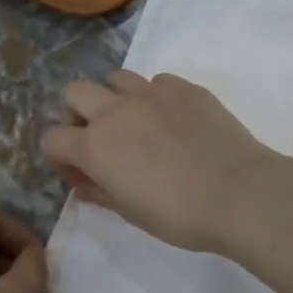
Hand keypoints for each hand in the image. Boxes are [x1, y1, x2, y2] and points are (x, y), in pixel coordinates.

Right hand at [40, 71, 279, 253]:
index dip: (61, 158)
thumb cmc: (180, 215)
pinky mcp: (185, 87)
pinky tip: (173, 121)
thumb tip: (84, 183)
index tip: (81, 174)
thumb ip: (100, 193)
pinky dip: (156, 98)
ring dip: (116, 98)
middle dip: (78, 113)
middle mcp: (116, 111)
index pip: (53, 139)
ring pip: (116, 78)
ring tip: (136, 123)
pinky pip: (157, 82)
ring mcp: (152, 93)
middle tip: (99, 138)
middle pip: (75, 92)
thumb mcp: (131, 213)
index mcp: (95, 146)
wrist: (239, 193)